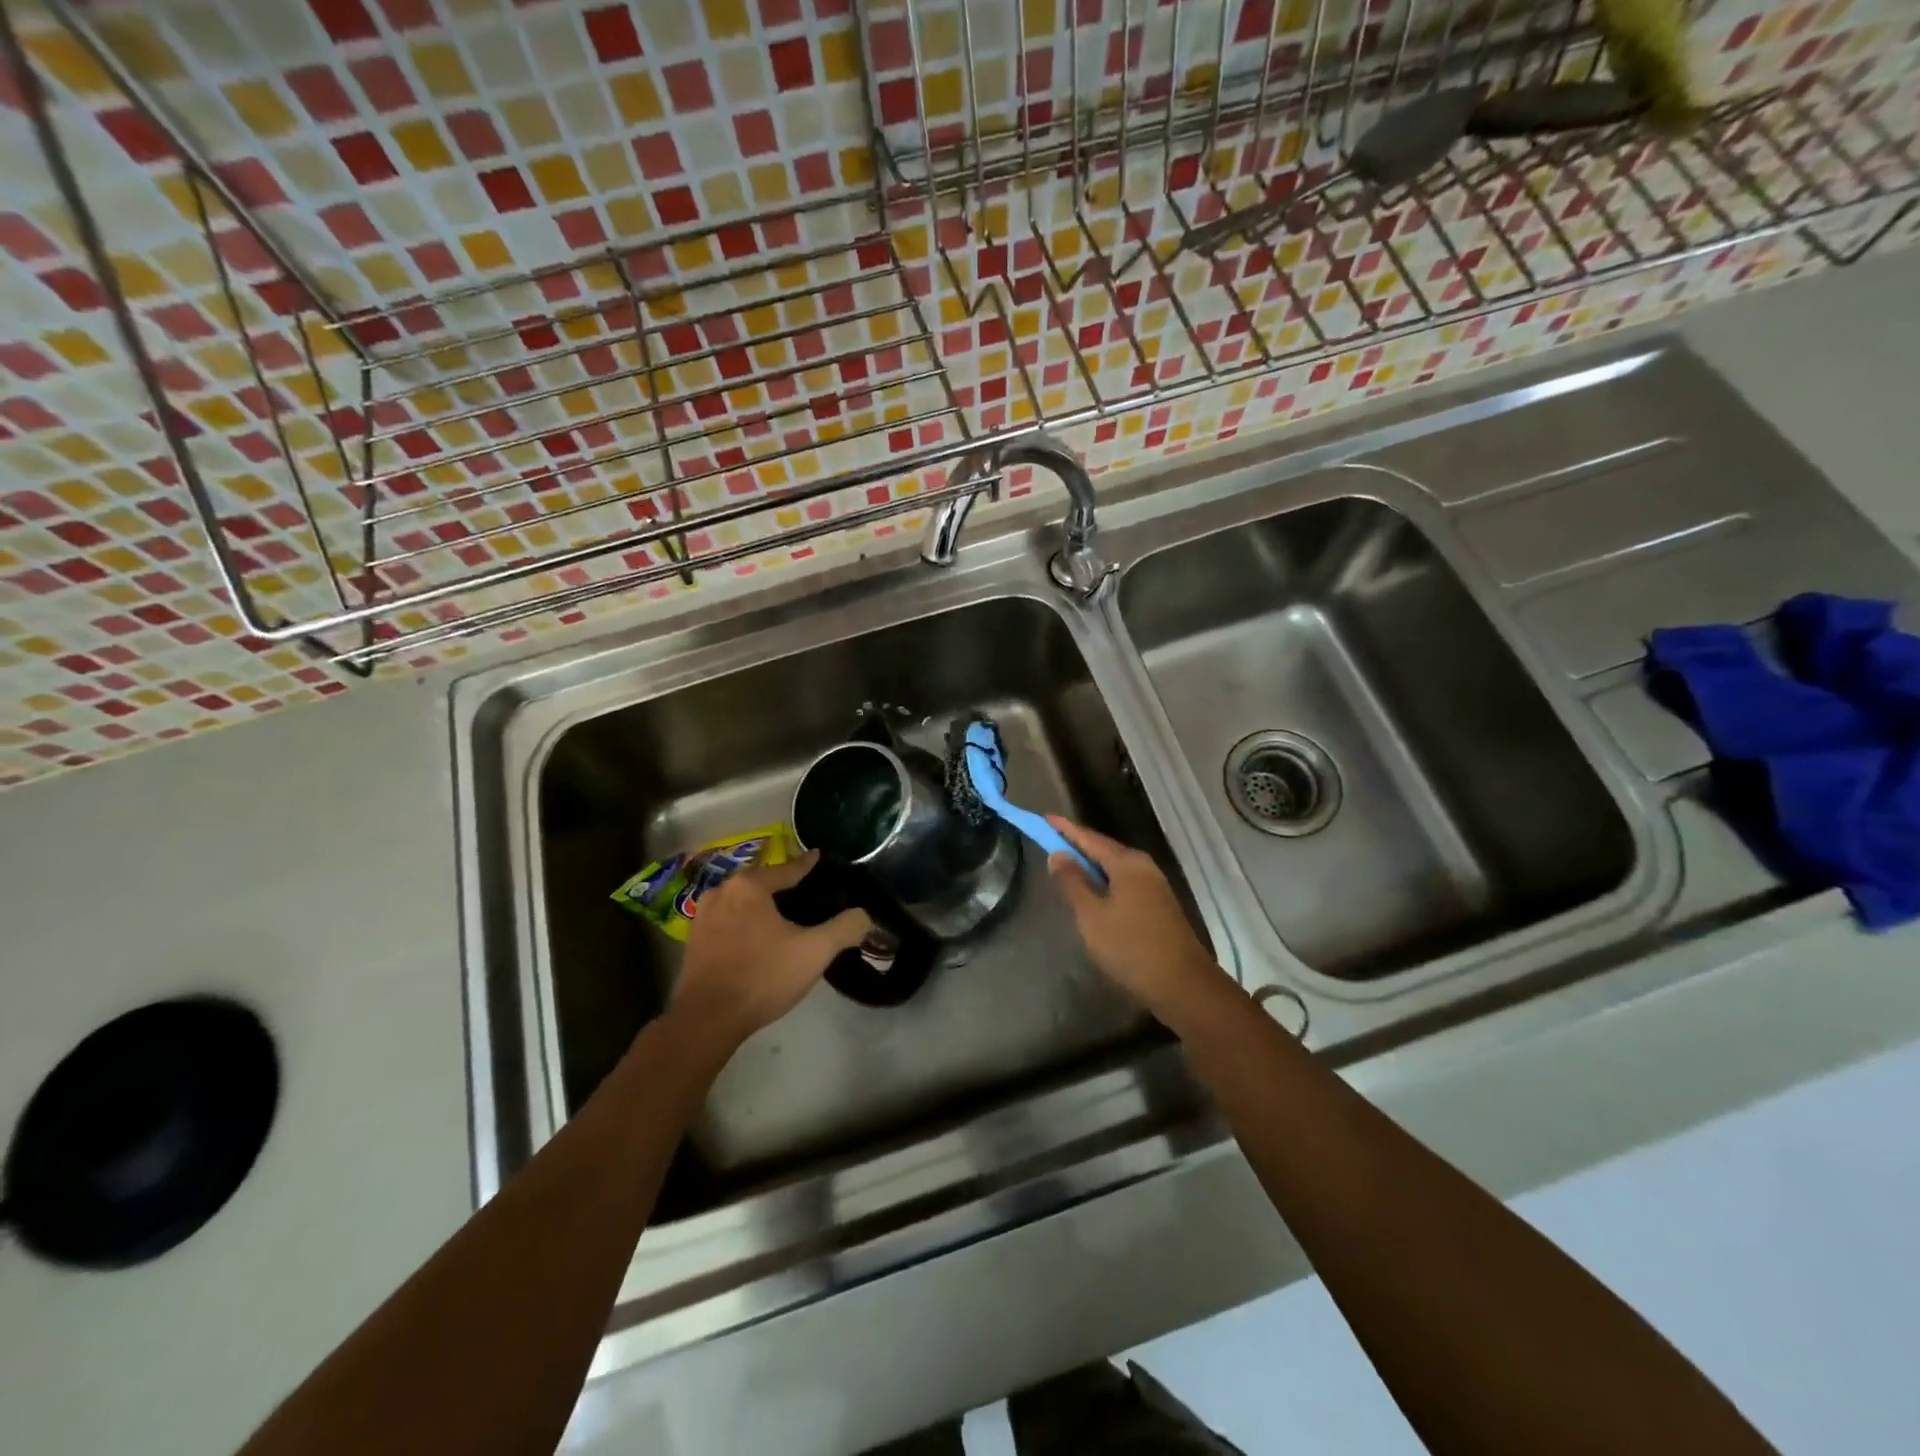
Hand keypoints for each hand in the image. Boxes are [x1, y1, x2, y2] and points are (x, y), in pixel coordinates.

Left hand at [671, 850, 870, 1045]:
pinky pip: (727, 921)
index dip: (807, 864)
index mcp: (749, 886)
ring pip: (741, 902)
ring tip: (782, 915)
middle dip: (782, 885)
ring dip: (760, 905)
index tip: (818, 856)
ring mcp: (702, 917)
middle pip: (761, 882)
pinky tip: (757, 937)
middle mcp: (721, 892)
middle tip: (805, 891)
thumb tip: (863, 915)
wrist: (708, 1019)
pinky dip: (744, 923)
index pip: (787, 869)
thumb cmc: (763, 976)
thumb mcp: (815, 951)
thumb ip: (844, 928)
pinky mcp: (694, 942)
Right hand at [1046, 817, 1229, 1032]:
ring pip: (1114, 869)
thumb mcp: (1092, 916)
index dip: (1064, 828)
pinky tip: (1092, 896)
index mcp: (1127, 863)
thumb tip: (1058, 855)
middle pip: (1103, 850)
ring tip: (1065, 869)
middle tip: (1049, 843)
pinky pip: (1123, 884)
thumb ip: (1073, 883)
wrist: (1184, 986)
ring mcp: (1154, 886)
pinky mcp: (1158, 906)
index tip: (1043, 817)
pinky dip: (1103, 883)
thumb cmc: (1131, 947)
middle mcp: (1143, 867)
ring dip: (1089, 867)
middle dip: (1077, 846)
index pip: (1089, 837)